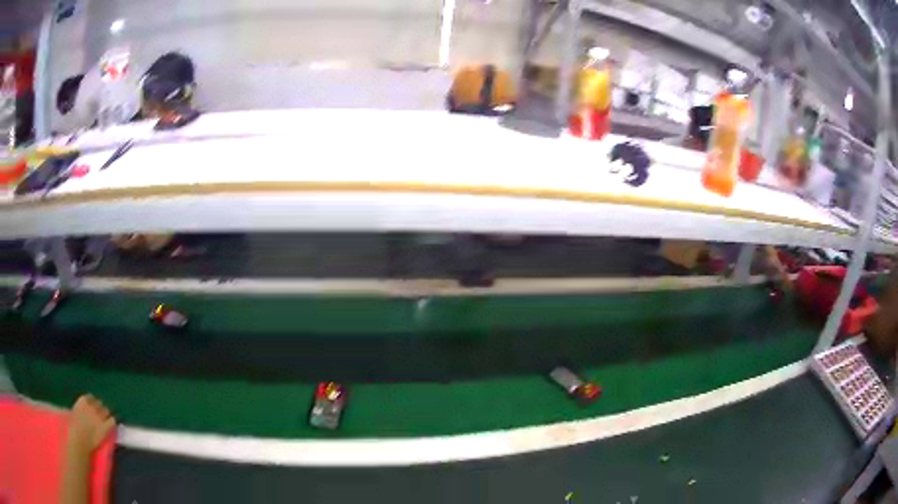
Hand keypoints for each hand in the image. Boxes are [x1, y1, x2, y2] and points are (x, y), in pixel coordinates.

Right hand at [67, 394, 115, 453]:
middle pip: (100, 404)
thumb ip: (82, 407)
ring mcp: (99, 416)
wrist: (79, 438)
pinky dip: (112, 422)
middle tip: (101, 417)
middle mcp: (92, 406)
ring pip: (106, 411)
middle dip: (100, 409)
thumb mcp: (76, 410)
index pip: (92, 398)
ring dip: (106, 415)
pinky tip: (110, 426)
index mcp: (83, 400)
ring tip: (105, 422)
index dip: (94, 404)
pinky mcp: (105, 426)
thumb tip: (87, 408)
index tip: (94, 409)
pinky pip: (112, 421)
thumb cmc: (75, 426)